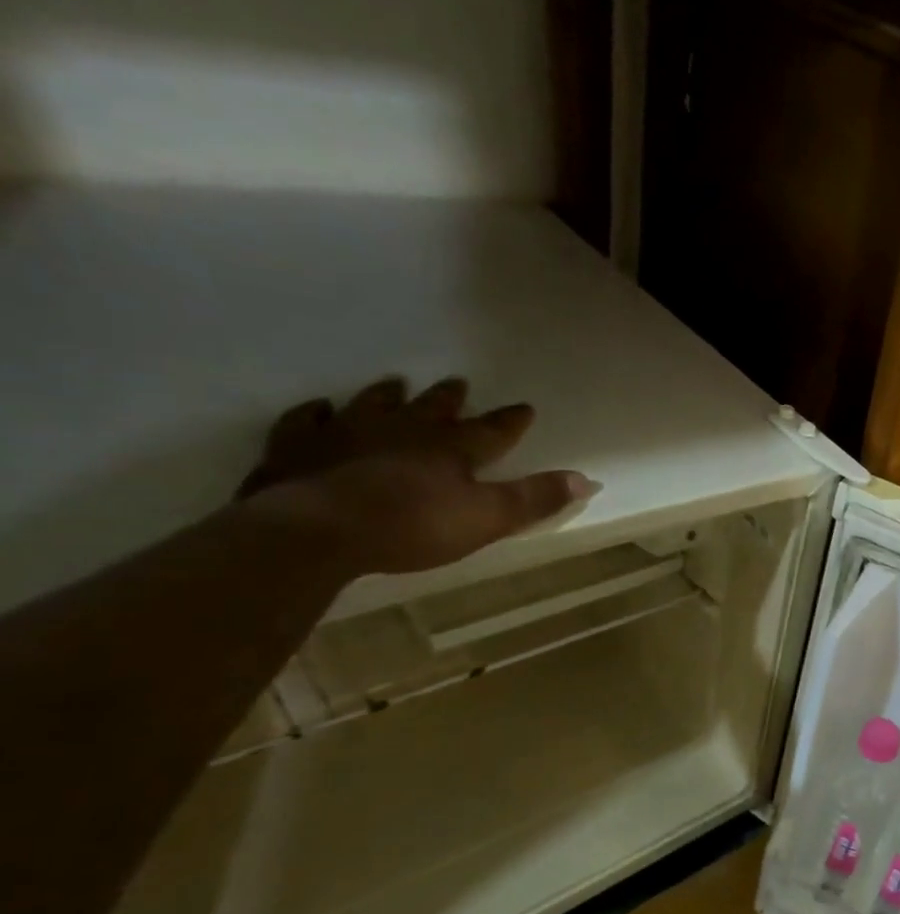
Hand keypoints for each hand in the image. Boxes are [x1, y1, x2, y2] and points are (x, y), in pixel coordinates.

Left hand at [236, 377, 599, 575]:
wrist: (317, 529)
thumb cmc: (413, 525)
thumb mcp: (488, 517)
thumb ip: (535, 499)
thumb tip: (587, 479)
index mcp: (451, 449)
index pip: (491, 431)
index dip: (510, 421)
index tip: (525, 407)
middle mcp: (403, 431)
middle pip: (432, 409)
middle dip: (449, 399)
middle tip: (457, 383)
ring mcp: (347, 435)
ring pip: (373, 406)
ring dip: (388, 396)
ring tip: (395, 384)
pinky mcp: (299, 449)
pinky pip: (307, 422)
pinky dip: (316, 413)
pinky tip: (319, 409)